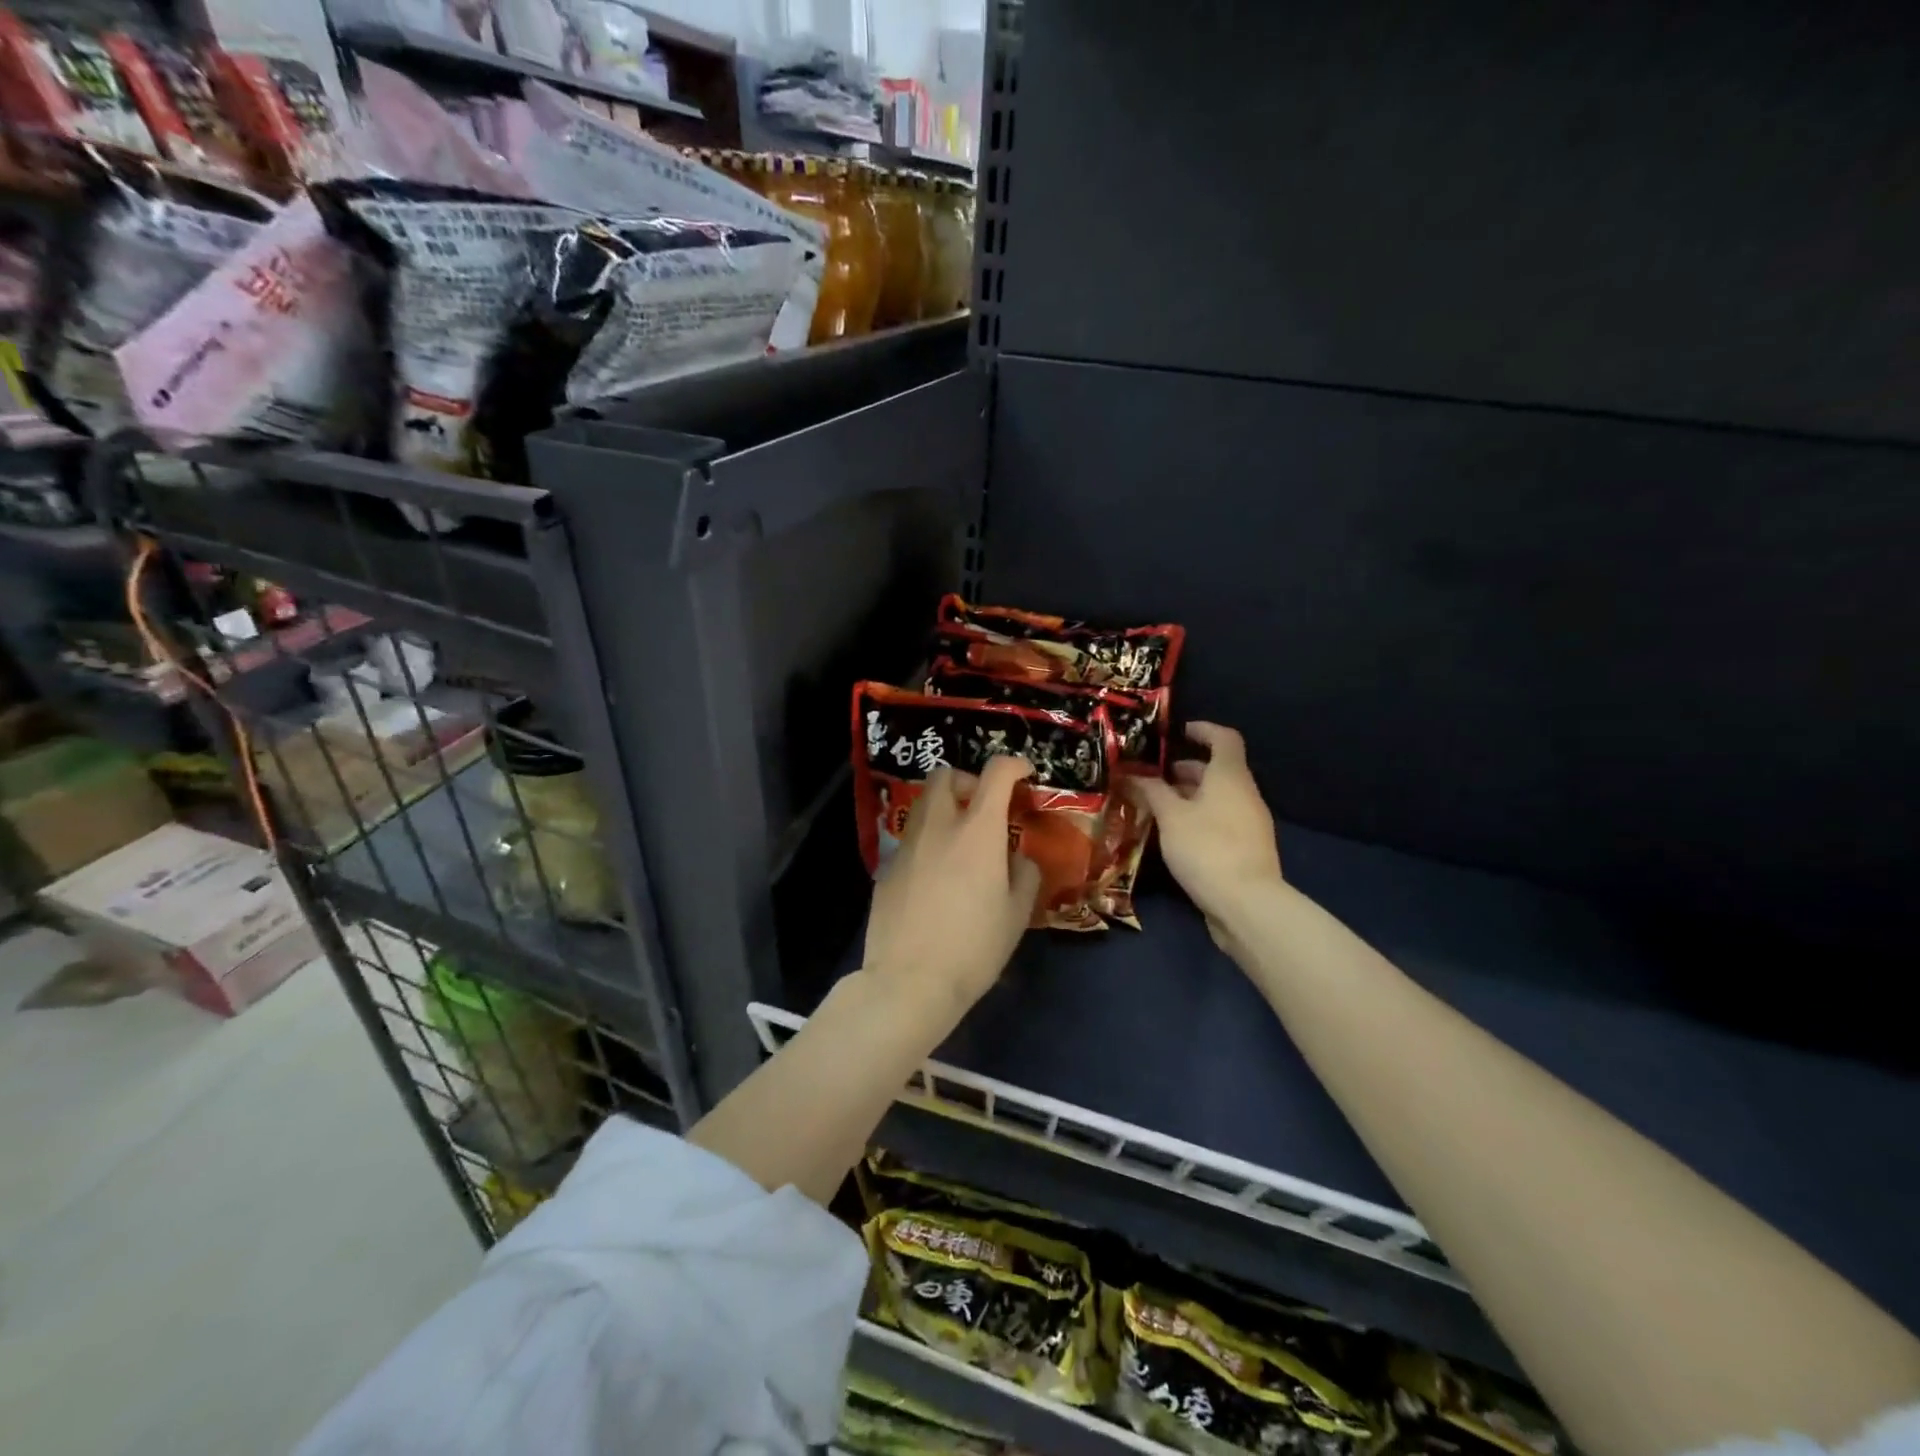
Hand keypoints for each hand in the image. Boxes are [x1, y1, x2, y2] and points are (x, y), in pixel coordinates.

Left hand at [862, 756, 1044, 1016]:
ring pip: (922, 805)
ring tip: (959, 841)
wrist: (909, 981)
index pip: (996, 774)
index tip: (1024, 775)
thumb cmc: (974, 947)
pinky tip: (935, 876)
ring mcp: (906, 845)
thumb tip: (1018, 858)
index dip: (1014, 765)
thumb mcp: (1016, 914)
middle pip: (944, 776)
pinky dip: (927, 841)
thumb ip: (1024, 875)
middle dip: (966, 780)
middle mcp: (938, 827)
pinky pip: (909, 839)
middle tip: (982, 807)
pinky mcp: (886, 868)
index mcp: (977, 831)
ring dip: (943, 808)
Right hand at [1126, 723, 1283, 949]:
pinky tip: (1172, 835)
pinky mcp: (1245, 849)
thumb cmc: (1207, 848)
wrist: (1247, 904)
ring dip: (1187, 797)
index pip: (1224, 738)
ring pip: (1216, 798)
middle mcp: (1244, 794)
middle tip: (1151, 778)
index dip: (1203, 730)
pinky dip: (1196, 818)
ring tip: (1154, 807)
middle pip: (1217, 770)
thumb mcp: (1170, 816)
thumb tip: (1131, 774)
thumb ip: (1151, 791)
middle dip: (1185, 770)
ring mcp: (1249, 823)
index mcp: (1230, 777)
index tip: (1178, 733)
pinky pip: (1219, 821)